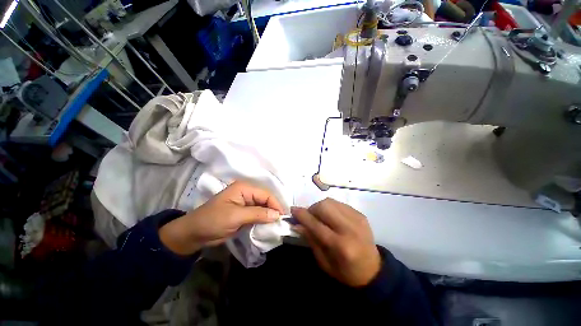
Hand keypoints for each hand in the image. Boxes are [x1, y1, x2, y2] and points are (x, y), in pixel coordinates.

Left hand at [159, 181, 283, 255]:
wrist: (194, 234)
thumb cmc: (213, 221)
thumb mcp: (236, 217)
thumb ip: (258, 214)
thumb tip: (277, 215)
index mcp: (244, 188)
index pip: (265, 194)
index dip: (275, 204)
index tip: (283, 217)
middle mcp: (247, 192)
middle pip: (265, 200)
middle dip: (273, 210)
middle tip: (281, 222)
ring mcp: (245, 202)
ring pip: (263, 207)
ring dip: (269, 215)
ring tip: (277, 225)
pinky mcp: (244, 212)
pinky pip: (258, 214)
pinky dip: (263, 219)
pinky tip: (268, 225)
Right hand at [292, 198, 380, 286]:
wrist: (373, 270)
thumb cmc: (345, 271)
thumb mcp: (324, 262)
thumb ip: (310, 240)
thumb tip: (297, 224)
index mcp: (340, 246)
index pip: (316, 224)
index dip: (302, 215)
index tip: (292, 210)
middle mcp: (349, 229)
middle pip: (324, 207)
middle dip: (311, 209)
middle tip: (309, 217)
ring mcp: (357, 219)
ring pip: (330, 202)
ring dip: (320, 207)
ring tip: (320, 217)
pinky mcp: (360, 214)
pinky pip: (339, 203)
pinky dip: (330, 207)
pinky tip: (331, 217)